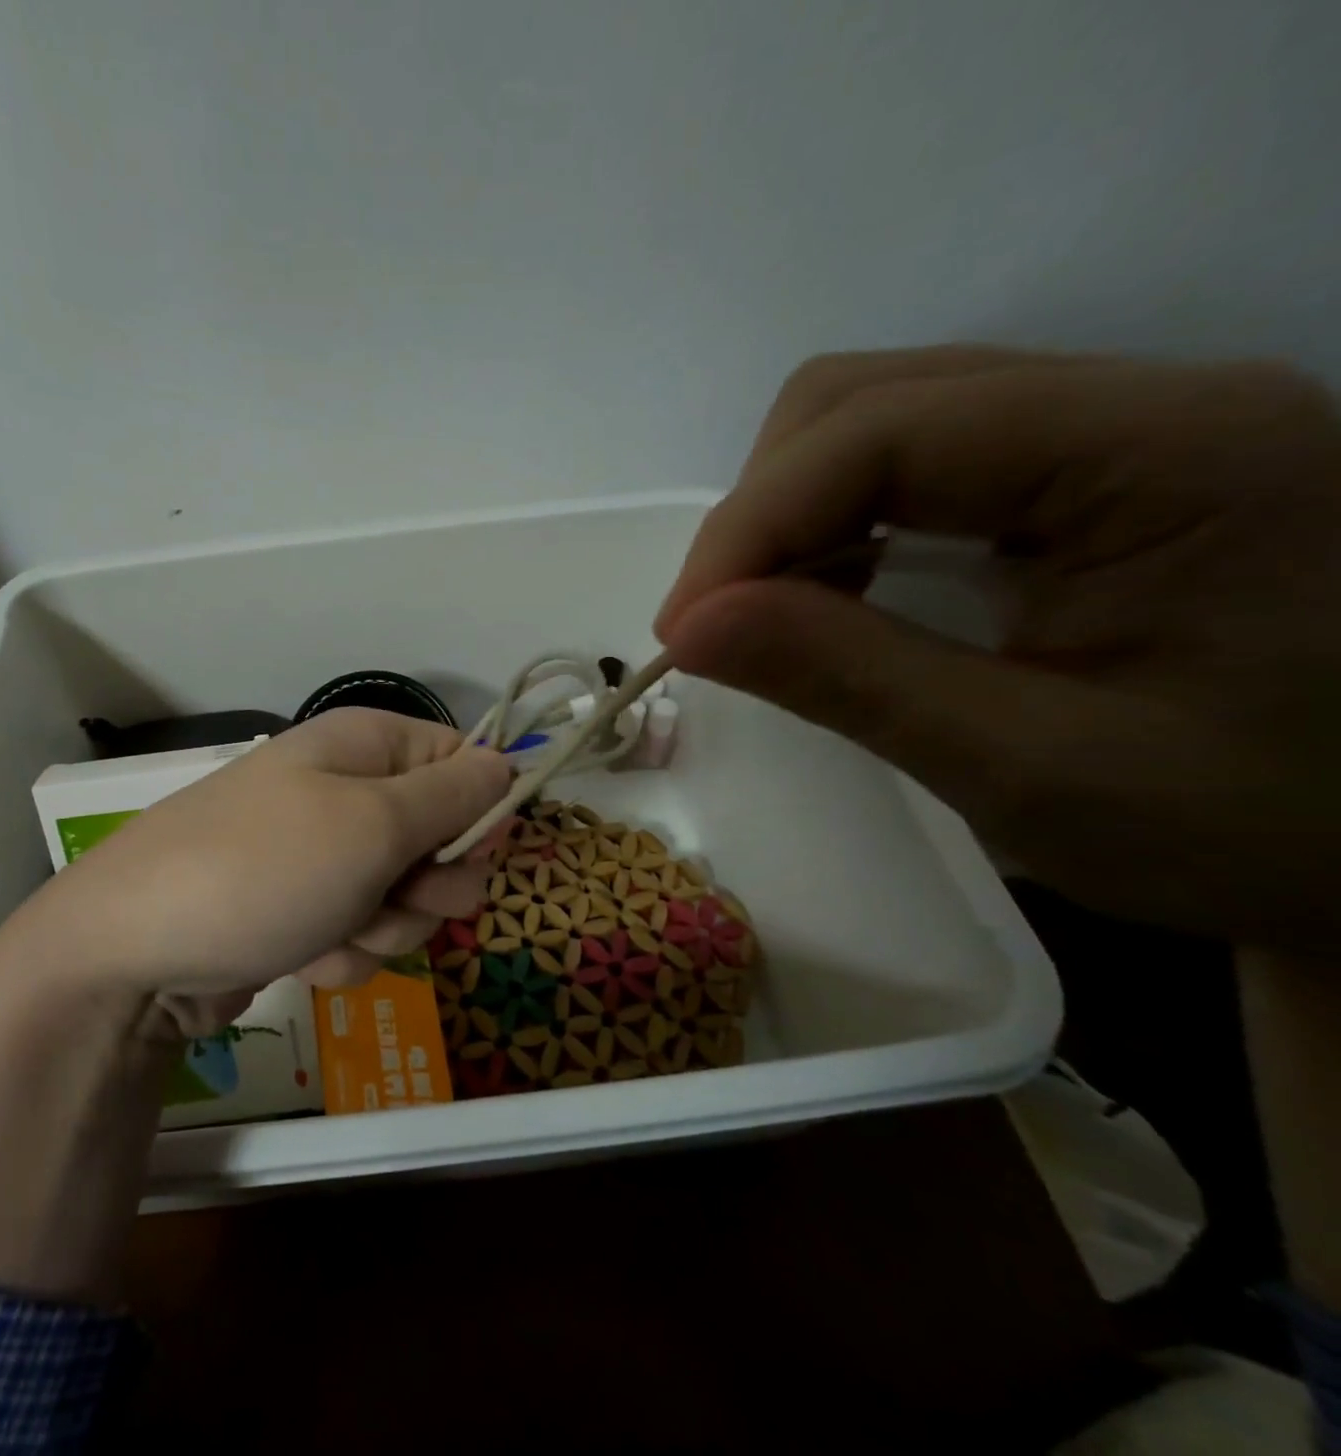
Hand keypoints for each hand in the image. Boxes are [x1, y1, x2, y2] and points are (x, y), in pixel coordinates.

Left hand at [0, 708, 512, 1032]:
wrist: (134, 952)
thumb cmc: (264, 869)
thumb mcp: (372, 823)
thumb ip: (452, 795)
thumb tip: (507, 762)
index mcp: (365, 746)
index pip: (461, 761)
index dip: (477, 811)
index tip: (465, 852)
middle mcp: (346, 791)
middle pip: (441, 838)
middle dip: (428, 885)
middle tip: (391, 896)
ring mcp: (323, 854)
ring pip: (406, 898)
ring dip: (383, 928)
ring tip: (331, 930)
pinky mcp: (305, 909)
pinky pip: (363, 932)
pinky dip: (343, 951)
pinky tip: (303, 954)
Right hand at [655, 347, 1340, 953]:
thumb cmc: (1246, 824)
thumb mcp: (1027, 768)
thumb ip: (847, 679)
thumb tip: (687, 628)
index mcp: (1159, 448)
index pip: (879, 428)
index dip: (750, 525)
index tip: (682, 633)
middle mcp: (1132, 402)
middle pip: (861, 398)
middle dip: (760, 514)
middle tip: (722, 626)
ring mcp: (1103, 431)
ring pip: (868, 420)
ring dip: (786, 518)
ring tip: (769, 617)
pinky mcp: (1074, 475)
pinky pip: (902, 465)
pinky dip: (830, 528)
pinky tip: (832, 599)